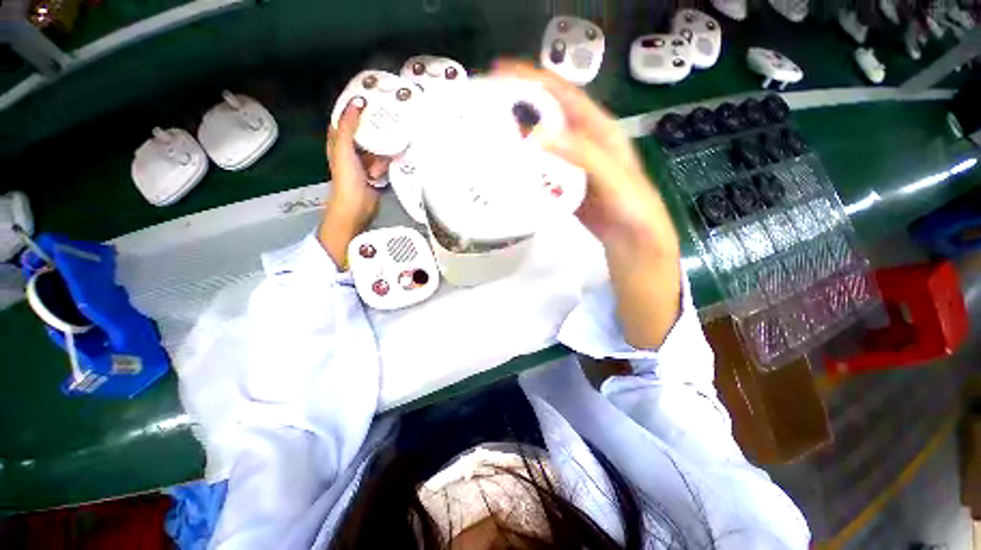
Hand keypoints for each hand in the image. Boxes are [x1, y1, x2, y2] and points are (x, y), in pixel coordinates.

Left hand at [320, 97, 392, 265]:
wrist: (358, 206)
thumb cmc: (347, 177)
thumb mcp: (344, 148)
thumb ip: (349, 126)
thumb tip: (358, 101)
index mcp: (338, 141)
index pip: (345, 118)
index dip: (354, 106)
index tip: (370, 95)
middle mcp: (351, 149)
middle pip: (364, 131)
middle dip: (375, 123)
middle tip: (391, 111)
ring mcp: (365, 162)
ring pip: (377, 146)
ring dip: (384, 144)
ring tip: (397, 133)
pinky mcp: (377, 172)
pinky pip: (385, 160)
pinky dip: (389, 158)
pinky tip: (397, 155)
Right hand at [491, 61, 676, 251]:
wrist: (631, 236)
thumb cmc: (630, 203)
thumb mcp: (611, 174)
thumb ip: (581, 153)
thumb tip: (539, 135)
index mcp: (597, 130)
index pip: (564, 95)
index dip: (534, 80)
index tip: (502, 73)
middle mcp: (583, 142)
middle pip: (548, 117)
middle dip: (521, 107)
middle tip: (489, 107)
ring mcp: (572, 164)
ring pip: (542, 144)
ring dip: (520, 139)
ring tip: (493, 136)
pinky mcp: (564, 184)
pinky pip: (542, 171)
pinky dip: (526, 168)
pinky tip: (511, 170)